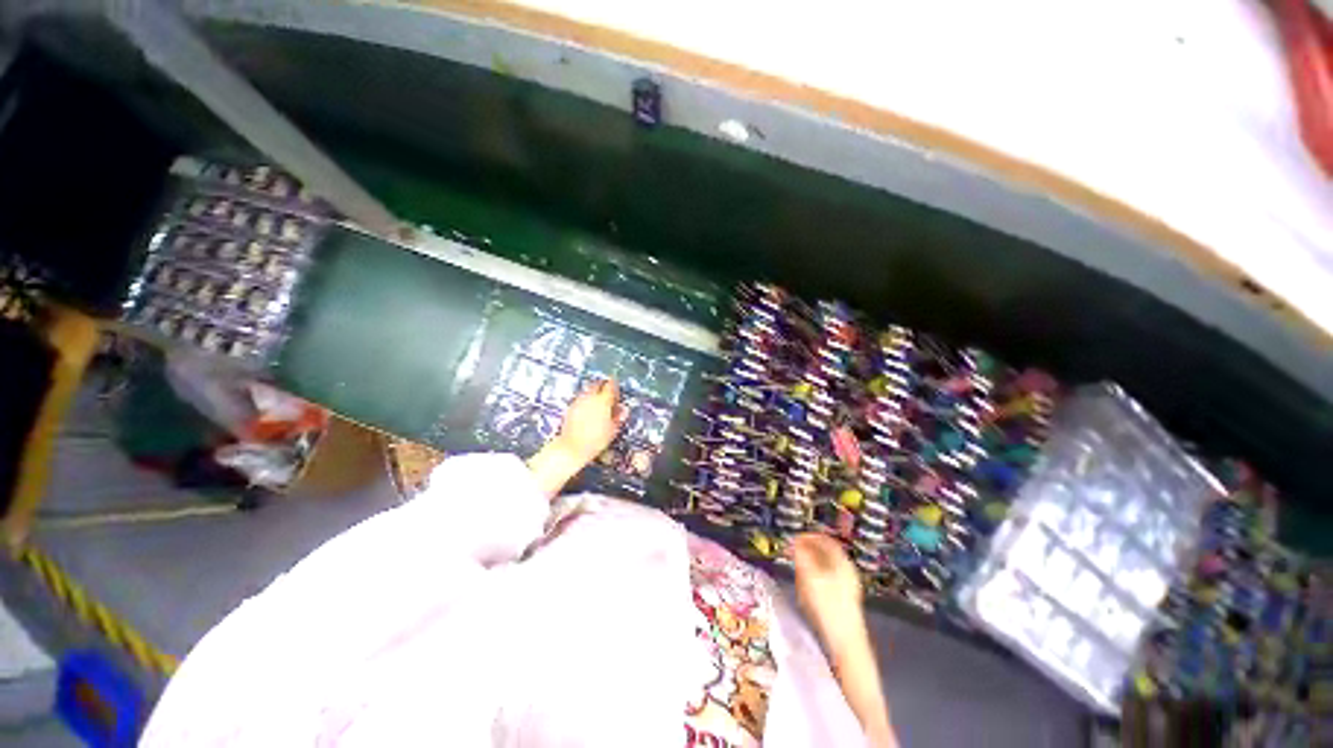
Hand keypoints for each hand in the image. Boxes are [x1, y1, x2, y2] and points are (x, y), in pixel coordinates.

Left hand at [555, 379, 627, 464]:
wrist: (572, 447)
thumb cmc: (596, 440)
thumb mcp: (613, 430)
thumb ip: (618, 417)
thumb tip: (623, 409)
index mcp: (603, 400)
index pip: (611, 385)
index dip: (615, 386)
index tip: (617, 391)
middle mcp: (590, 397)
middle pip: (597, 384)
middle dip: (603, 386)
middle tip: (608, 395)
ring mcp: (579, 401)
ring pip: (588, 390)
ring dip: (594, 393)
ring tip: (598, 403)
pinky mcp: (570, 407)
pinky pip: (581, 398)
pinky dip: (586, 400)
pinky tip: (588, 410)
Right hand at [792, 533, 898, 746]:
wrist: (847, 646)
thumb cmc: (829, 608)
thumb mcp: (811, 577)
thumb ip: (803, 556)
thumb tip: (796, 541)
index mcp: (842, 563)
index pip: (826, 540)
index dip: (809, 537)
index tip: (794, 538)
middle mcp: (847, 573)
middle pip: (825, 554)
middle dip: (808, 552)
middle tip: (792, 555)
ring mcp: (846, 588)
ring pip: (825, 568)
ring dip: (810, 566)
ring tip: (797, 573)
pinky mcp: (843, 602)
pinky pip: (825, 582)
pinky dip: (814, 580)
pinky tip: (806, 592)